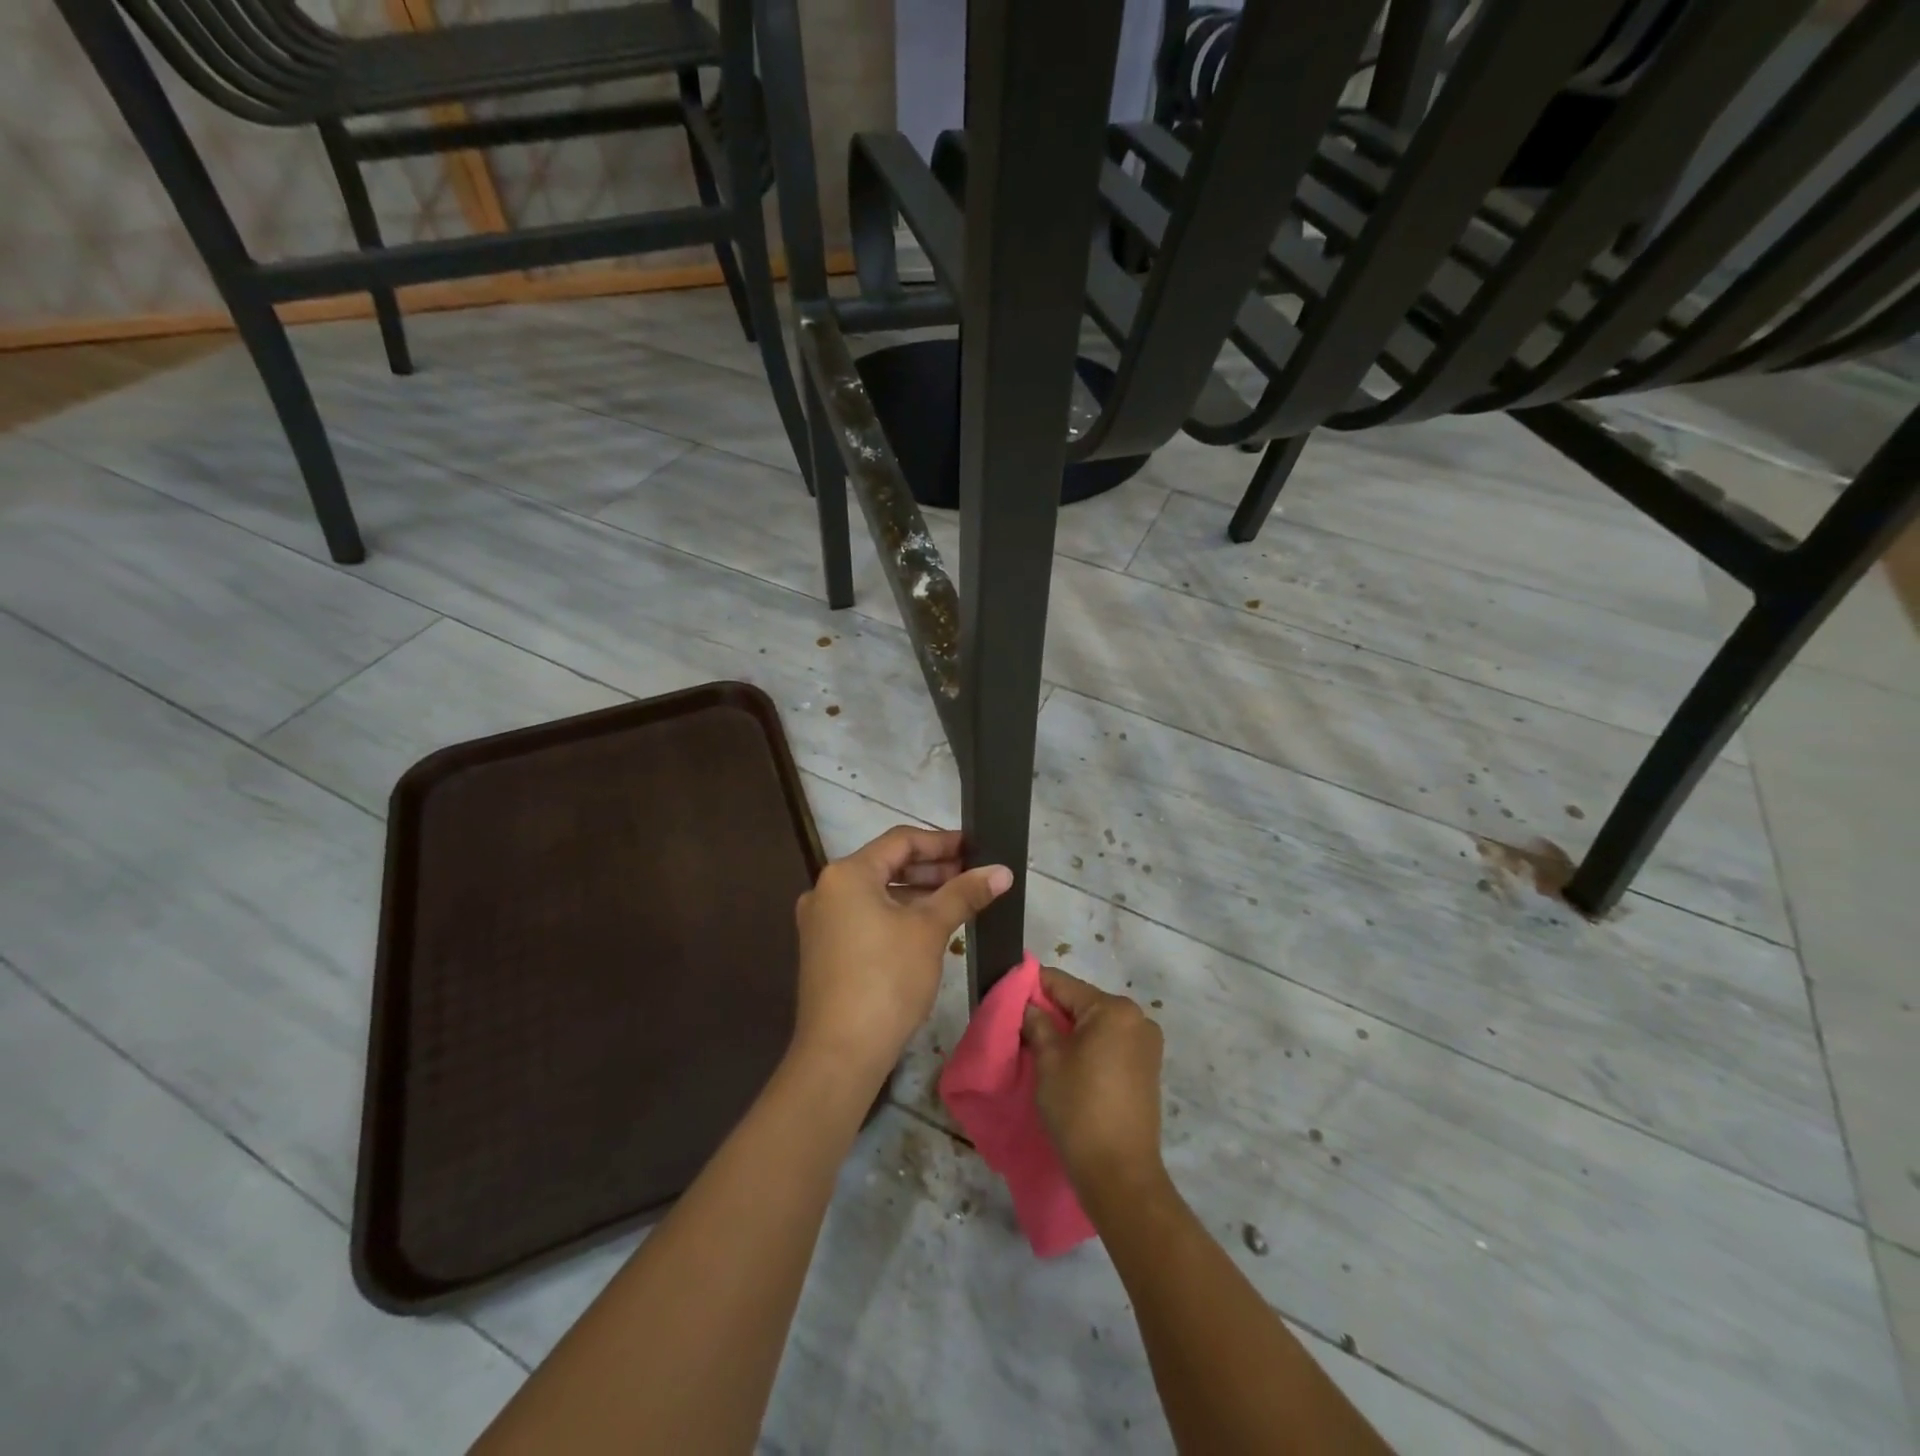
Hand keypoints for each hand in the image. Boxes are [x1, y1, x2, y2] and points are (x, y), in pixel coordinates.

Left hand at [793, 826, 1011, 1086]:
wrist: (840, 1053)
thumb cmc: (887, 979)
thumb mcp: (930, 930)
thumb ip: (964, 894)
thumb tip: (1002, 870)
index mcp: (847, 874)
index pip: (901, 841)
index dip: (942, 842)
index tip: (976, 848)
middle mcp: (827, 890)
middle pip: (887, 865)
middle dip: (932, 869)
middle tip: (972, 876)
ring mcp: (822, 921)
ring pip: (877, 893)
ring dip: (917, 893)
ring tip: (958, 901)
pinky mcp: (825, 950)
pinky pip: (866, 917)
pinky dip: (898, 915)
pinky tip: (928, 928)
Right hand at [1022, 967, 1166, 1207]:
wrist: (1119, 1172)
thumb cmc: (1079, 1108)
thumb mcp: (1048, 1061)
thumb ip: (1037, 1024)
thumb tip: (1029, 1007)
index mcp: (1113, 1009)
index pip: (1064, 984)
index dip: (1033, 987)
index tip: (1009, 995)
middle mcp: (1137, 1018)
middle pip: (1083, 1002)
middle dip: (1053, 1011)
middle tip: (1022, 1026)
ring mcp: (1147, 1044)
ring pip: (1097, 1024)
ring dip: (1071, 1031)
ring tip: (1043, 1047)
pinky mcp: (1148, 1068)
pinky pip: (1111, 1043)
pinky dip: (1089, 1047)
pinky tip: (1069, 1064)